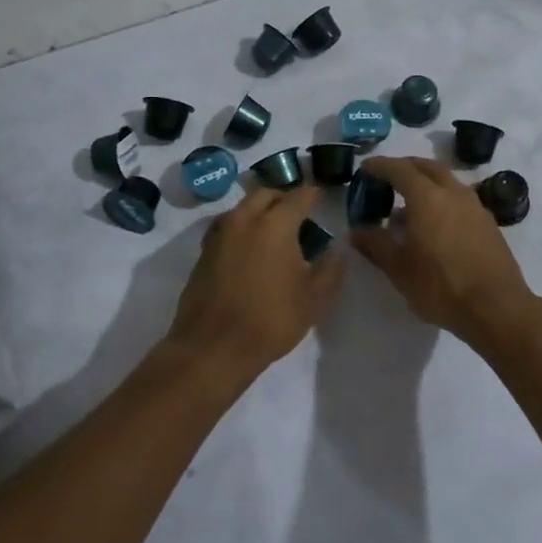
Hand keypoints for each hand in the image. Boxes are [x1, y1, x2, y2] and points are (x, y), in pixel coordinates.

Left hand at [167, 186, 344, 384]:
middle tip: (299, 213)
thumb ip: (331, 269)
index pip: (299, 196)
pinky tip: (250, 248)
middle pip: (266, 194)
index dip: (313, 195)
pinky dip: (242, 228)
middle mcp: (244, 219)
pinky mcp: (204, 252)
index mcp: (275, 224)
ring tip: (275, 231)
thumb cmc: (270, 320)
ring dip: (260, 211)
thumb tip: (337, 250)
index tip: (322, 198)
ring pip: (243, 208)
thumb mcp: (314, 299)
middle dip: (284, 198)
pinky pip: (228, 226)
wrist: (213, 347)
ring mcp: (220, 234)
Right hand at [349, 156, 535, 346]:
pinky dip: (442, 201)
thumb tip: (356, 232)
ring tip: (409, 206)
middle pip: (428, 167)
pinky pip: (460, 200)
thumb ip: (375, 245)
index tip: (366, 168)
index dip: (380, 166)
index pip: (400, 169)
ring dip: (426, 184)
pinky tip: (434, 226)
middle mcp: (453, 193)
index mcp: (428, 197)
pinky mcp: (488, 224)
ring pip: (447, 182)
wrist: (497, 309)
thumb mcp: (399, 269)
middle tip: (388, 178)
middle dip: (406, 167)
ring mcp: (475, 207)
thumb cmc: (441, 286)